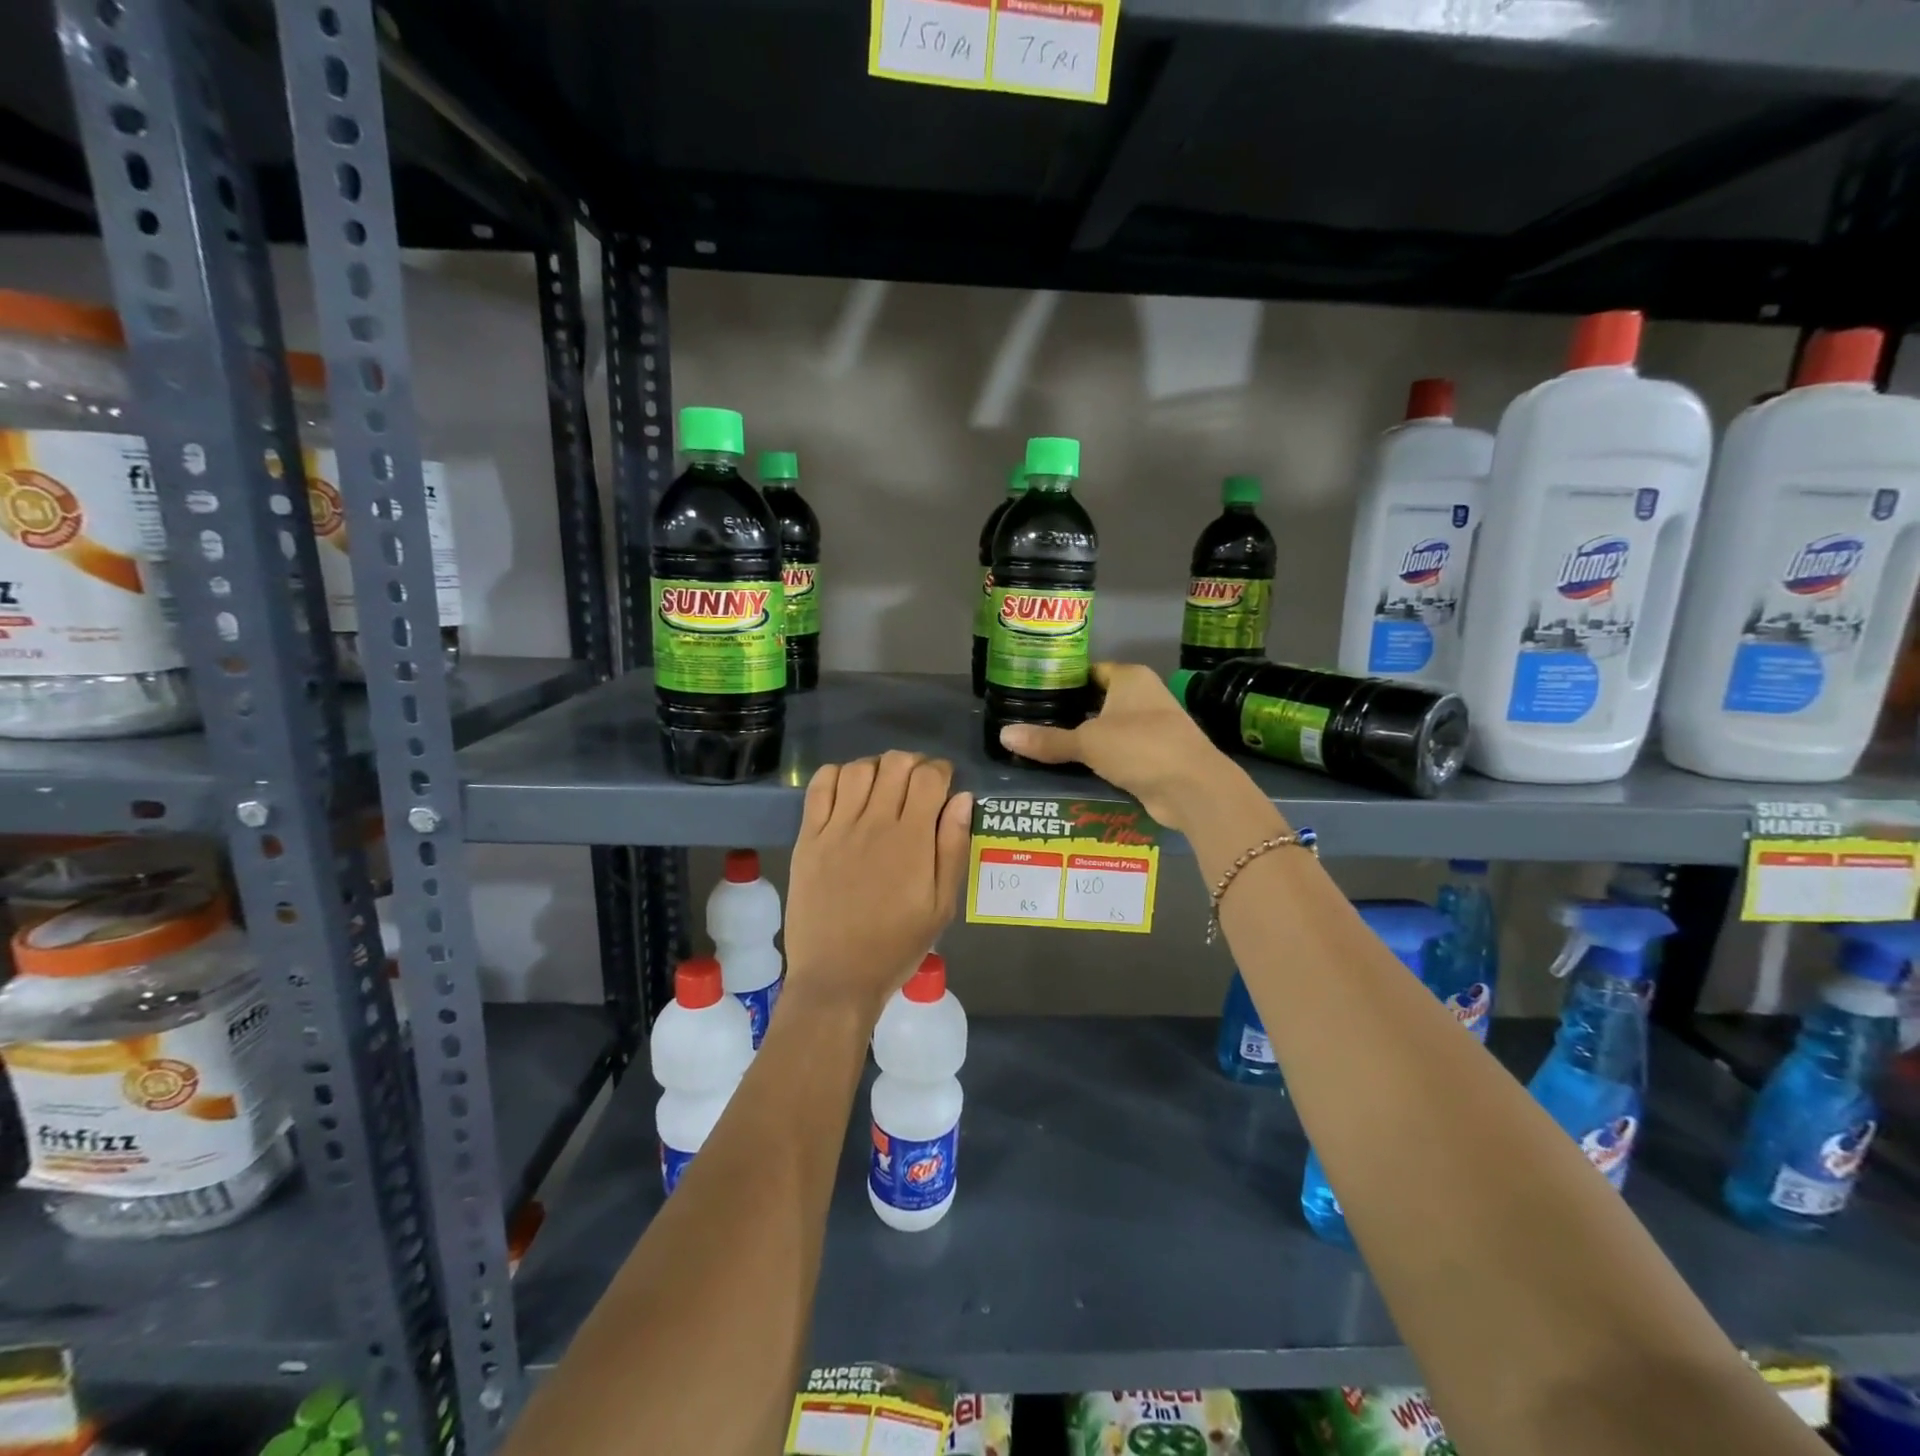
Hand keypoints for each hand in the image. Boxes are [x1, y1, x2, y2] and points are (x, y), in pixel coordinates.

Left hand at [784, 751, 972, 1024]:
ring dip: (877, 768)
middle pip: (896, 763)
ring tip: (883, 787)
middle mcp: (874, 823)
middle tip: (917, 786)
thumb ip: (953, 848)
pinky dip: (837, 775)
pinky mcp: (809, 837)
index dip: (941, 770)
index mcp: (912, 840)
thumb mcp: (942, 906)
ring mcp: (837, 828)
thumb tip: (962, 799)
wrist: (837, 977)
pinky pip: (820, 787)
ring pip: (859, 768)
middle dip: (913, 764)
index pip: (929, 776)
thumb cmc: (896, 946)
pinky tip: (848, 790)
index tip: (944, 784)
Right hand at [997, 663, 1252, 831]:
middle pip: (1097, 702)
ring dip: (1084, 742)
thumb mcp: (1087, 741)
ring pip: (1108, 731)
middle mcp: (1144, 697)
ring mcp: (1152, 728)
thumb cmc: (1140, 747)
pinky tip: (1071, 772)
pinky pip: (1118, 755)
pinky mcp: (1155, 757)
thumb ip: (1047, 739)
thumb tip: (1003, 735)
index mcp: (1130, 678)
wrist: (1192, 788)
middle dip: (1069, 715)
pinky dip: (1099, 763)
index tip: (1032, 693)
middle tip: (1030, 724)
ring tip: (1042, 749)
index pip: (1090, 671)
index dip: (1062, 681)